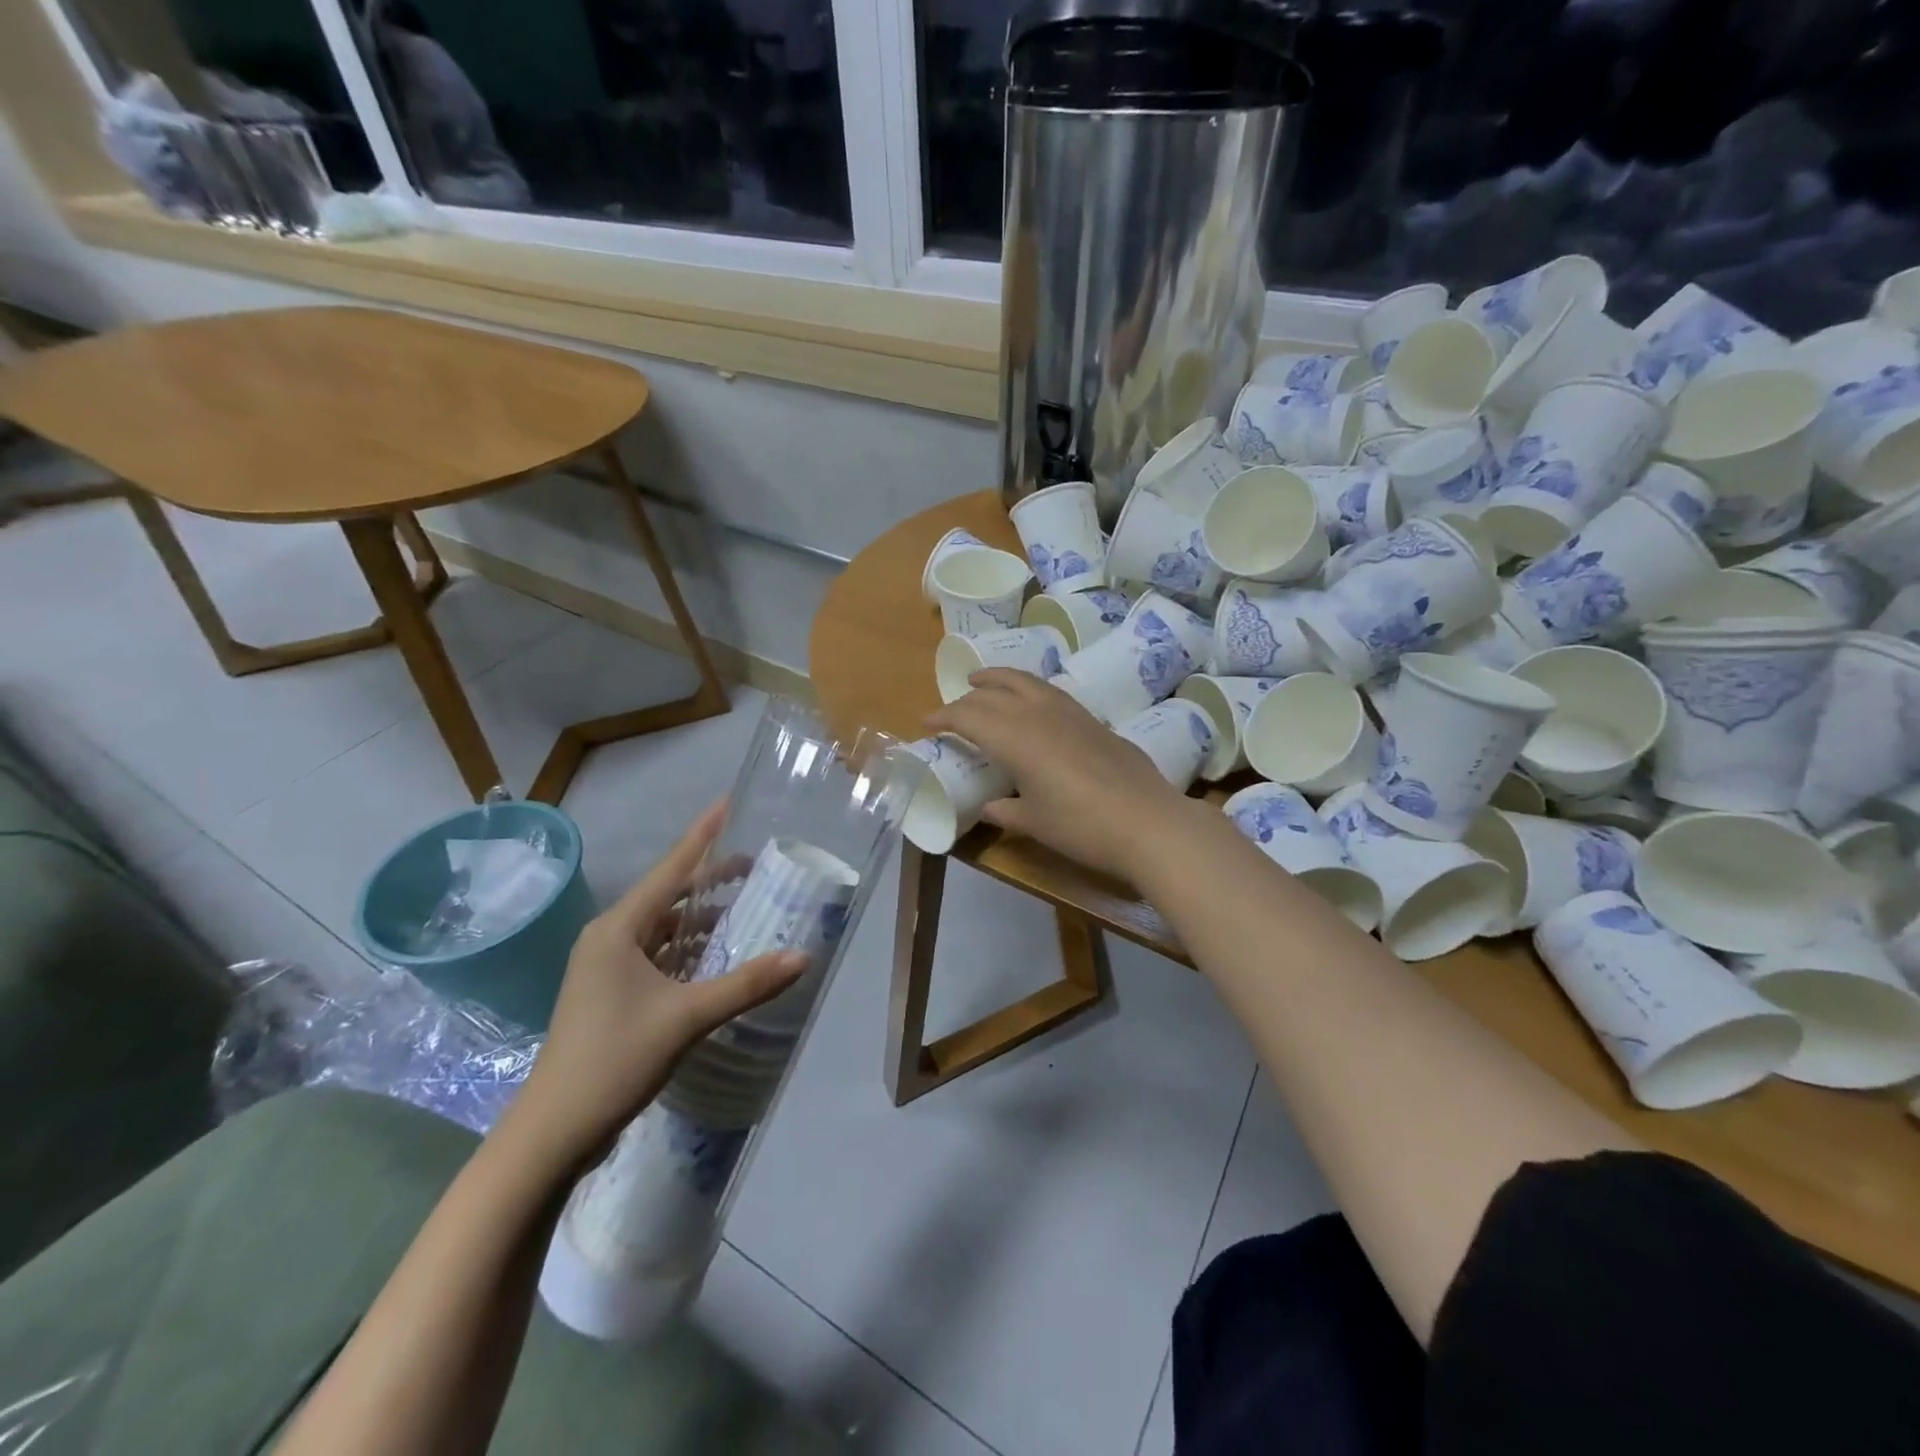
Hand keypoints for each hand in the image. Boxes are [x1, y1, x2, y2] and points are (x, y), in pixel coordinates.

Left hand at [504, 804, 806, 1166]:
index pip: (670, 869)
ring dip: (701, 915)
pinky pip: (660, 954)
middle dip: (710, 878)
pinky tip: (719, 951)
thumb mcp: (686, 1018)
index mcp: (619, 929)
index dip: (702, 836)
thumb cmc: (614, 1059)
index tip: (727, 803)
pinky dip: (690, 947)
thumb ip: (746, 984)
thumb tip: (803, 956)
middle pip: (669, 895)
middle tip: (755, 862)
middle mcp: (611, 938)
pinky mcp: (614, 993)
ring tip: (745, 902)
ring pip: (664, 926)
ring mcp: (609, 967)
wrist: (553, 1132)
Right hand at [928, 669, 1194, 882]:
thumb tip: (987, 807)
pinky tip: (1032, 702)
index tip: (926, 723)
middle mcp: (1039, 715)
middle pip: (994, 692)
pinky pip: (1049, 692)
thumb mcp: (1034, 823)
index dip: (944, 717)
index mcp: (1016, 738)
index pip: (969, 716)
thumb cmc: (1082, 827)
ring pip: (1026, 681)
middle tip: (955, 706)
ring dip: (1000, 679)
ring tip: (985, 681)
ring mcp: (1070, 712)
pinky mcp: (1092, 719)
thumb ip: (1004, 812)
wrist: (1148, 822)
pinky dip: (1029, 689)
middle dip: (969, 695)